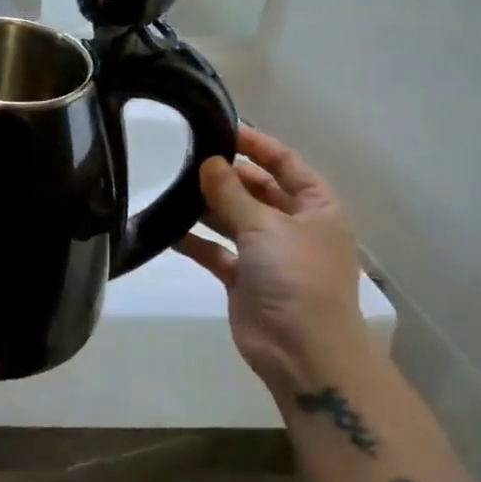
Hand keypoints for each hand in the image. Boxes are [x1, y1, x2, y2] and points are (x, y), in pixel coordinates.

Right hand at [174, 128, 372, 394]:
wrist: (302, 353)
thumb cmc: (297, 279)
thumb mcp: (267, 227)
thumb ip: (233, 193)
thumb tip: (209, 162)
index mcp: (316, 207)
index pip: (285, 163)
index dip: (256, 144)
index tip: (218, 128)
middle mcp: (293, 225)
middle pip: (255, 189)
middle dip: (224, 175)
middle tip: (184, 158)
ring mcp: (267, 252)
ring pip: (232, 218)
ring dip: (205, 206)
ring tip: (169, 187)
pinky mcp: (243, 277)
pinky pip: (215, 249)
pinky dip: (193, 240)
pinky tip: (164, 229)